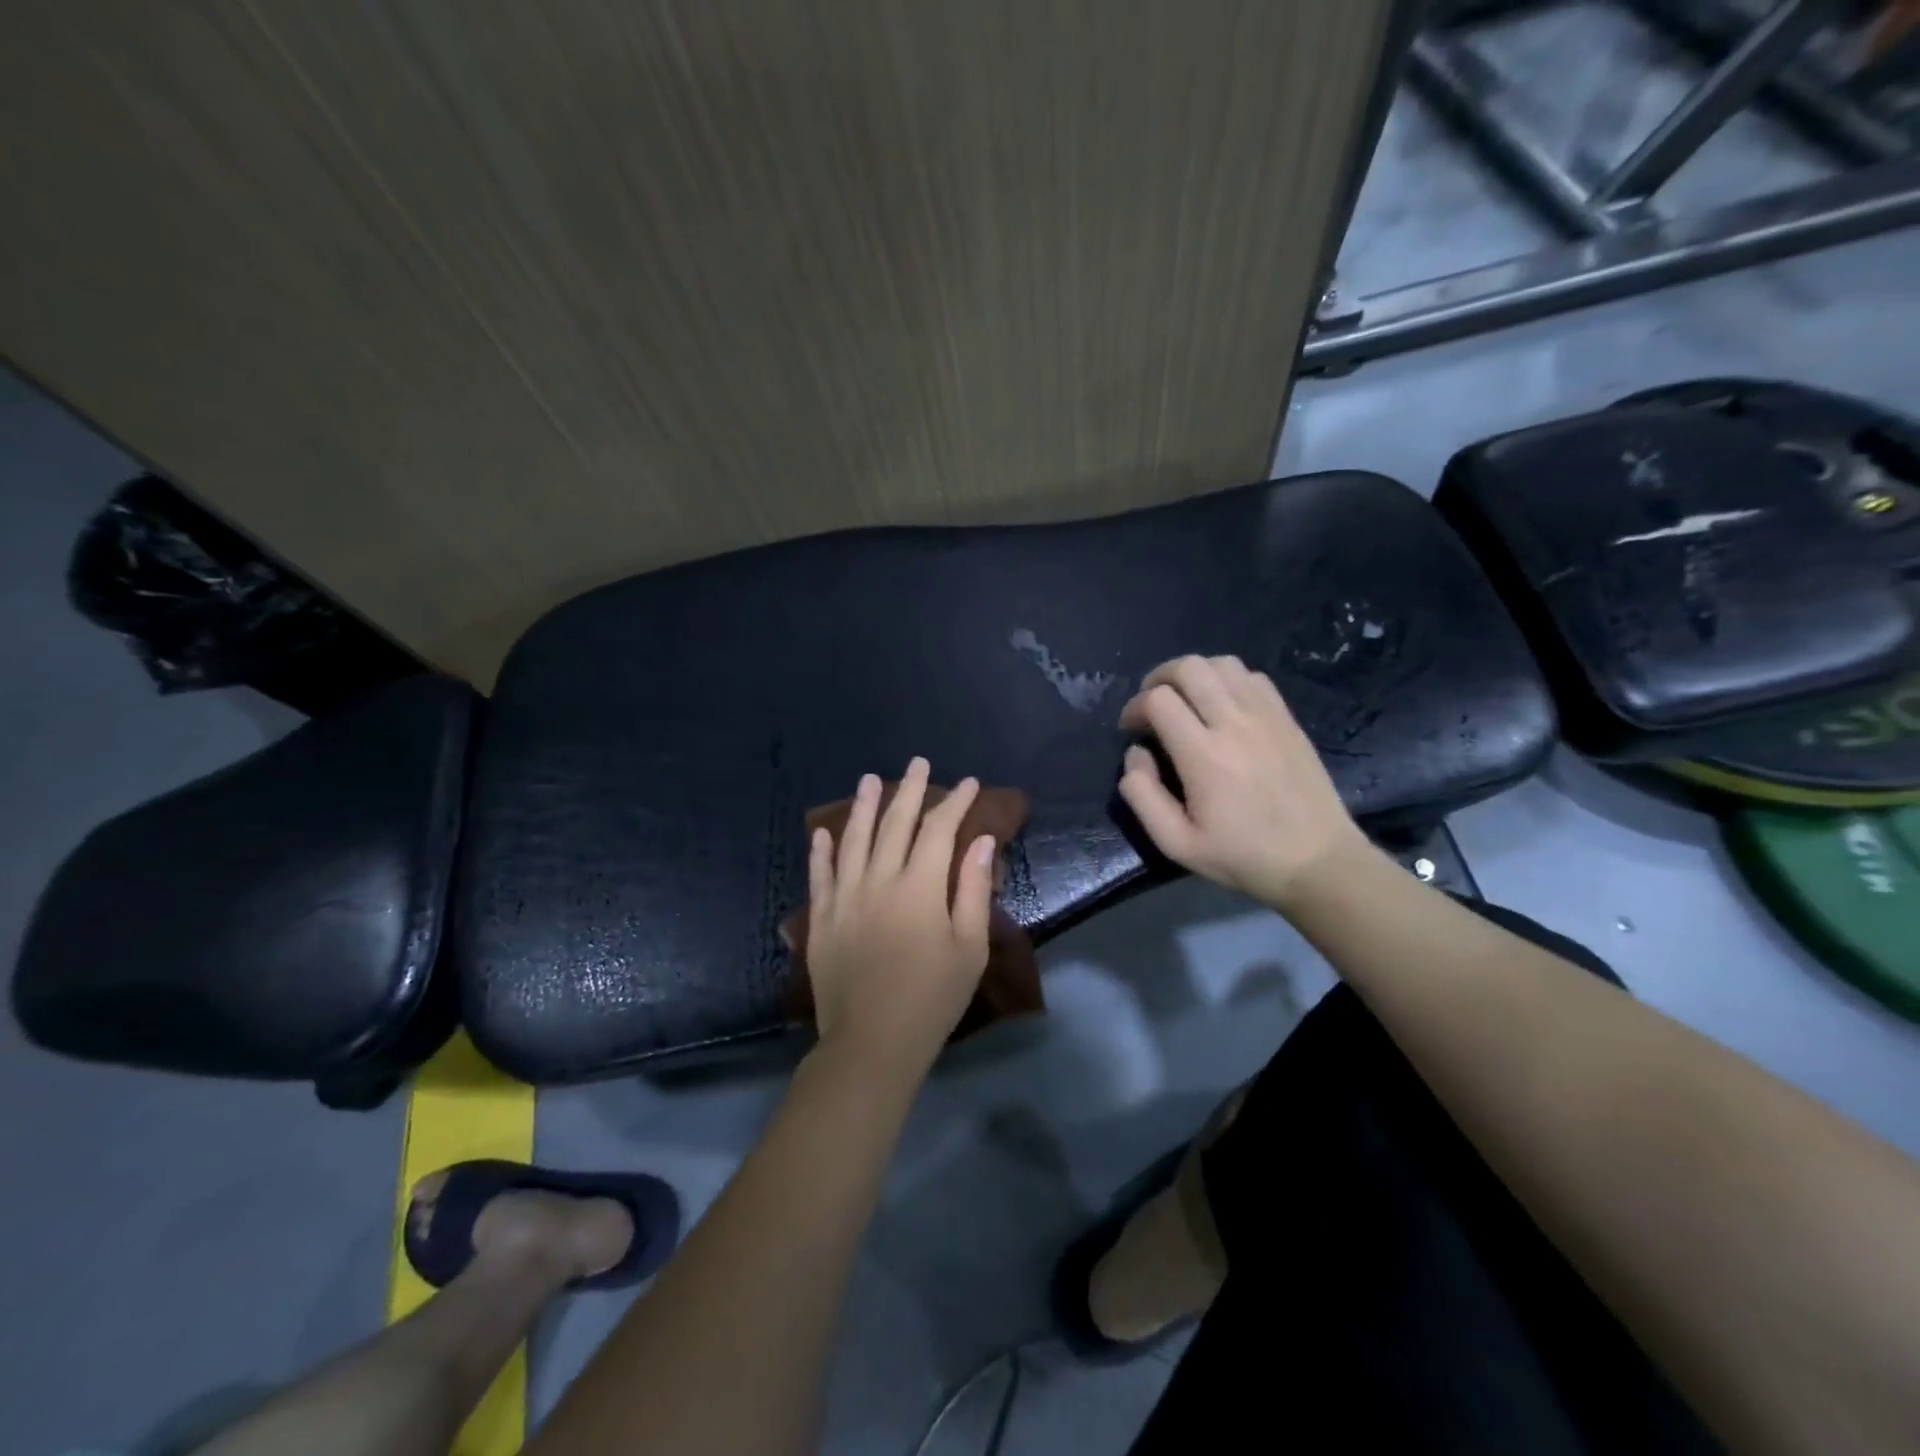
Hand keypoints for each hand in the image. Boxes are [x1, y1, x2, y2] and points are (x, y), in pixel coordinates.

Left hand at [806, 757, 997, 1080]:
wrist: (871, 1042)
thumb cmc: (932, 998)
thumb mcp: (969, 948)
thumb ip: (971, 890)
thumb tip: (980, 842)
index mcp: (918, 887)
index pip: (939, 831)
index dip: (954, 803)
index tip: (968, 783)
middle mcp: (878, 880)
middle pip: (894, 824)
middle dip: (909, 790)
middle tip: (918, 762)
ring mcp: (844, 897)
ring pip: (853, 839)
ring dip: (863, 806)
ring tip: (870, 779)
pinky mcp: (822, 918)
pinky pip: (819, 875)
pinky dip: (821, 850)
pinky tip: (823, 832)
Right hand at [1117, 655, 1370, 912]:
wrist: (1316, 861)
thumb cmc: (1241, 855)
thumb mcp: (1176, 843)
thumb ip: (1143, 794)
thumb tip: (1136, 753)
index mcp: (1203, 754)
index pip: (1159, 699)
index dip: (1135, 707)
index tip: (1132, 729)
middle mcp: (1234, 723)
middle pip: (1189, 667)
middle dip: (1159, 678)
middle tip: (1153, 705)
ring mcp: (1266, 716)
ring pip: (1222, 663)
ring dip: (1195, 675)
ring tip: (1186, 701)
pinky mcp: (1287, 718)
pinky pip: (1253, 677)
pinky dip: (1229, 681)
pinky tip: (1223, 706)